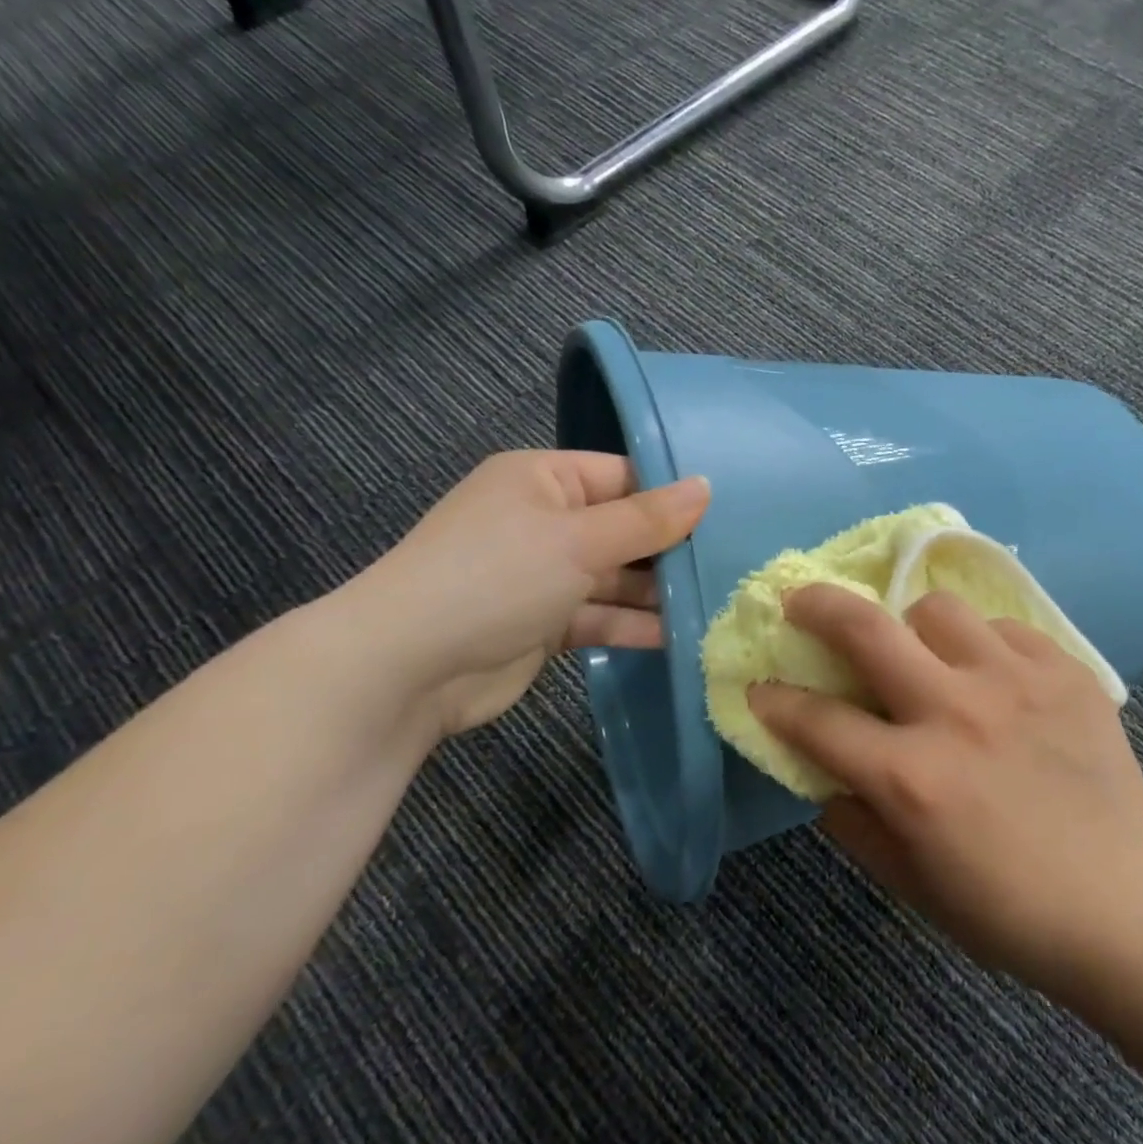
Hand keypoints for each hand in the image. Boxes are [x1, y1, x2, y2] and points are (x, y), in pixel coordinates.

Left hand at [338, 451, 708, 736]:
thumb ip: (647, 519)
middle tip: (734, 564)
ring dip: (657, 594)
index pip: (622, 476)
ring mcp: (543, 575)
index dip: (672, 495)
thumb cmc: (496, 577)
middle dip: (670, 550)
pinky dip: (633, 626)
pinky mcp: (544, 624)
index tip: (728, 515)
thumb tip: (706, 486)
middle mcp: (543, 521)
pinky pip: (600, 616)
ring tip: (717, 605)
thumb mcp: (578, 538)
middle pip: (623, 529)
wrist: (407, 668)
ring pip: (615, 578)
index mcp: (542, 479)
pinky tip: (680, 637)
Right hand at [748, 584, 1142, 999]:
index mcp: (911, 778)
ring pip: (938, 609)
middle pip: (866, 627)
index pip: (817, 720)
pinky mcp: (1065, 671)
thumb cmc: (1008, 910)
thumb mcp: (911, 884)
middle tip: (801, 602)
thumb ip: (853, 823)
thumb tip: (824, 772)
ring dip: (912, 626)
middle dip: (816, 606)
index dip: (775, 702)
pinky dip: (982, 646)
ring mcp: (1016, 683)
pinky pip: (1004, 628)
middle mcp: (956, 713)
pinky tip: (993, 679)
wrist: (1128, 905)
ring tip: (921, 651)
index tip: (761, 689)